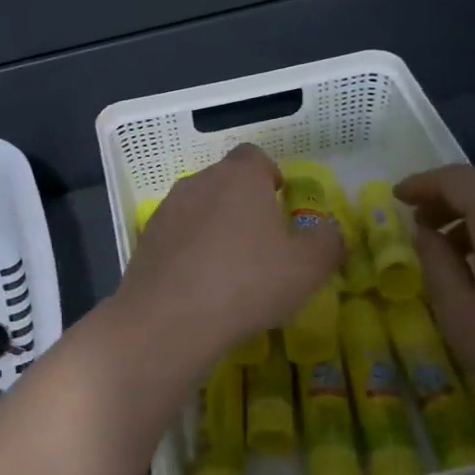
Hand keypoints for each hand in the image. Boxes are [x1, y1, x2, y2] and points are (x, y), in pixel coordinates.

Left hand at [110, 144, 343, 369]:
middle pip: (225, 181)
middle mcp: (200, 182)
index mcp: (240, 177)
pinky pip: (177, 235)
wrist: (169, 318)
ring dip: (214, 226)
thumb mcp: (307, 268)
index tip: (278, 202)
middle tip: (260, 241)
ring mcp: (168, 209)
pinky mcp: (146, 239)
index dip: (268, 174)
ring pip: (198, 207)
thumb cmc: (247, 282)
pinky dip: (189, 249)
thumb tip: (328, 231)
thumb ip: (327, 242)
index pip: (254, 156)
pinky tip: (199, 284)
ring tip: (229, 267)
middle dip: (242, 203)